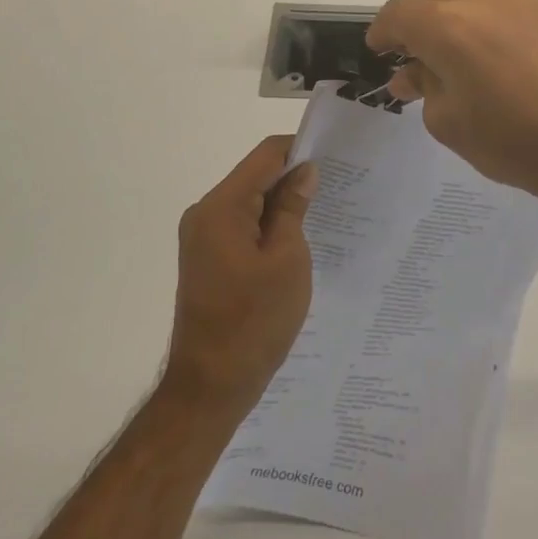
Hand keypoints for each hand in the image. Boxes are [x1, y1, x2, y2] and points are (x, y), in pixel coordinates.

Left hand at [162, 137, 317, 420]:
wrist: (210, 388)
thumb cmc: (254, 322)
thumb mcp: (287, 260)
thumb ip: (293, 208)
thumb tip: (304, 170)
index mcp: (221, 207)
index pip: (265, 156)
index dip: (300, 150)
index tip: (334, 160)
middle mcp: (205, 213)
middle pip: (255, 176)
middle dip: (293, 179)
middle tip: (336, 190)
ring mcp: (202, 236)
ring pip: (249, 202)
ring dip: (281, 205)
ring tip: (322, 216)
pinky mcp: (206, 257)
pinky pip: (241, 225)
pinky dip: (267, 226)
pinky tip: (295, 241)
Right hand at [365, 0, 537, 202]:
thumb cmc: (514, 142)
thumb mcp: (451, 123)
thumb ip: (424, 88)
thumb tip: (409, 74)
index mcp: (446, 27)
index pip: (396, 14)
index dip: (381, 33)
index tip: (380, 53)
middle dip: (409, 12)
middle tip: (411, 48)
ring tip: (444, 29)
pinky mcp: (536, 3)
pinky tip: (480, 35)